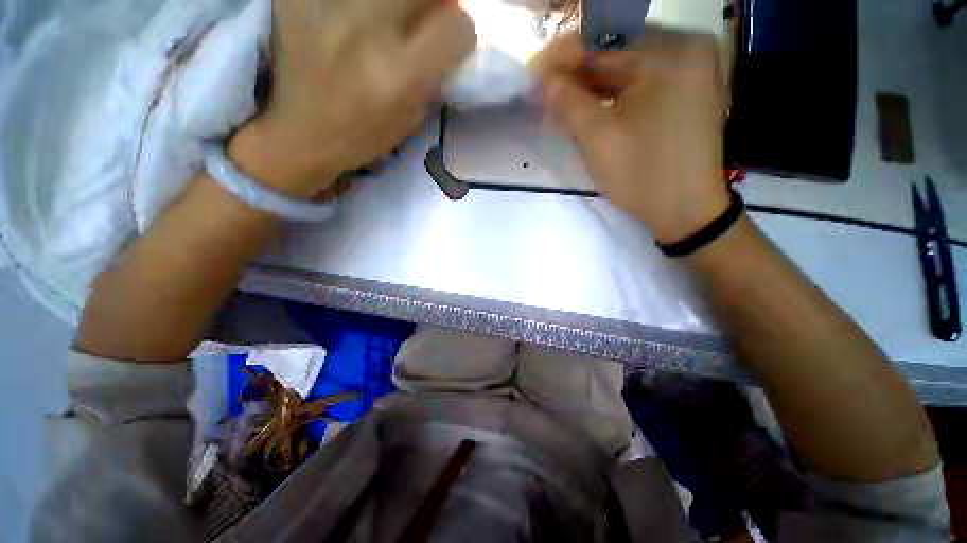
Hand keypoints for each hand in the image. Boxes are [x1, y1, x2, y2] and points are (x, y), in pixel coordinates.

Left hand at [229, 0, 476, 198]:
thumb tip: (449, 29)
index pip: (457, 27)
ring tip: (387, 20)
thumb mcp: (412, 116)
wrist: (301, 133)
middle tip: (421, 20)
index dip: (461, 31)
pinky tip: (350, 17)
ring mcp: (327, 7)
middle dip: (434, 3)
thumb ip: (433, 72)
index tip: (451, 41)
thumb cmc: (364, 135)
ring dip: (397, 4)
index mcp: (401, 76)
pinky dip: (354, 4)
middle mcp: (368, 32)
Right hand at [532, 29, 729, 243]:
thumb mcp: (596, 139)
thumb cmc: (641, 175)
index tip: (533, 73)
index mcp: (669, 53)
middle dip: (576, 72)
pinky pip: (641, 82)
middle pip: (617, 51)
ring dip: (591, 83)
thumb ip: (566, 102)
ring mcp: (691, 69)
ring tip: (561, 101)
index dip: (562, 57)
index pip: (603, 41)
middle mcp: (686, 48)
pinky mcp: (687, 91)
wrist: (685, 211)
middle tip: (545, 91)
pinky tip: (589, 106)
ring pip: (627, 67)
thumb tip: (542, 80)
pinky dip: (612, 93)